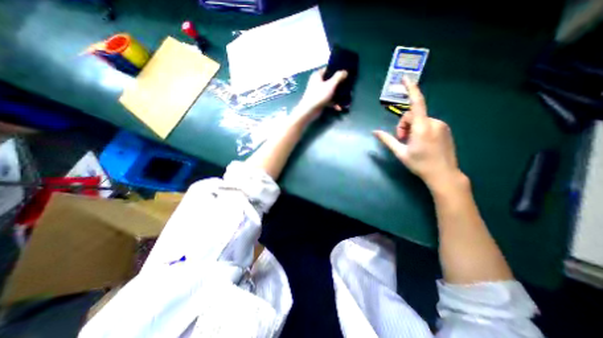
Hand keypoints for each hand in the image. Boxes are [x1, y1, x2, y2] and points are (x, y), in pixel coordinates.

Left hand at [298, 68, 346, 111]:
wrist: (309, 111)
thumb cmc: (319, 95)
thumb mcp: (331, 84)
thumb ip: (338, 77)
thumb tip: (345, 71)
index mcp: (318, 75)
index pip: (328, 69)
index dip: (337, 70)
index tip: (346, 72)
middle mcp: (317, 82)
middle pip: (331, 81)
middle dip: (340, 84)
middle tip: (348, 85)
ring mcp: (318, 92)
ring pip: (331, 91)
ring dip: (338, 95)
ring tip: (347, 98)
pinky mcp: (320, 101)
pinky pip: (329, 100)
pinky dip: (334, 103)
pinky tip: (340, 108)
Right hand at [373, 77, 462, 189]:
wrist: (443, 174)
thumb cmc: (419, 164)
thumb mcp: (400, 152)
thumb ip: (387, 140)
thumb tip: (374, 132)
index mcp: (422, 128)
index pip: (416, 103)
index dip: (411, 89)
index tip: (406, 78)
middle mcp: (433, 122)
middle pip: (413, 115)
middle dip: (403, 125)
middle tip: (402, 140)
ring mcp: (441, 125)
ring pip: (420, 120)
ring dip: (411, 128)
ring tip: (411, 143)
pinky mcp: (444, 129)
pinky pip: (428, 123)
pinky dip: (420, 129)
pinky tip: (420, 142)